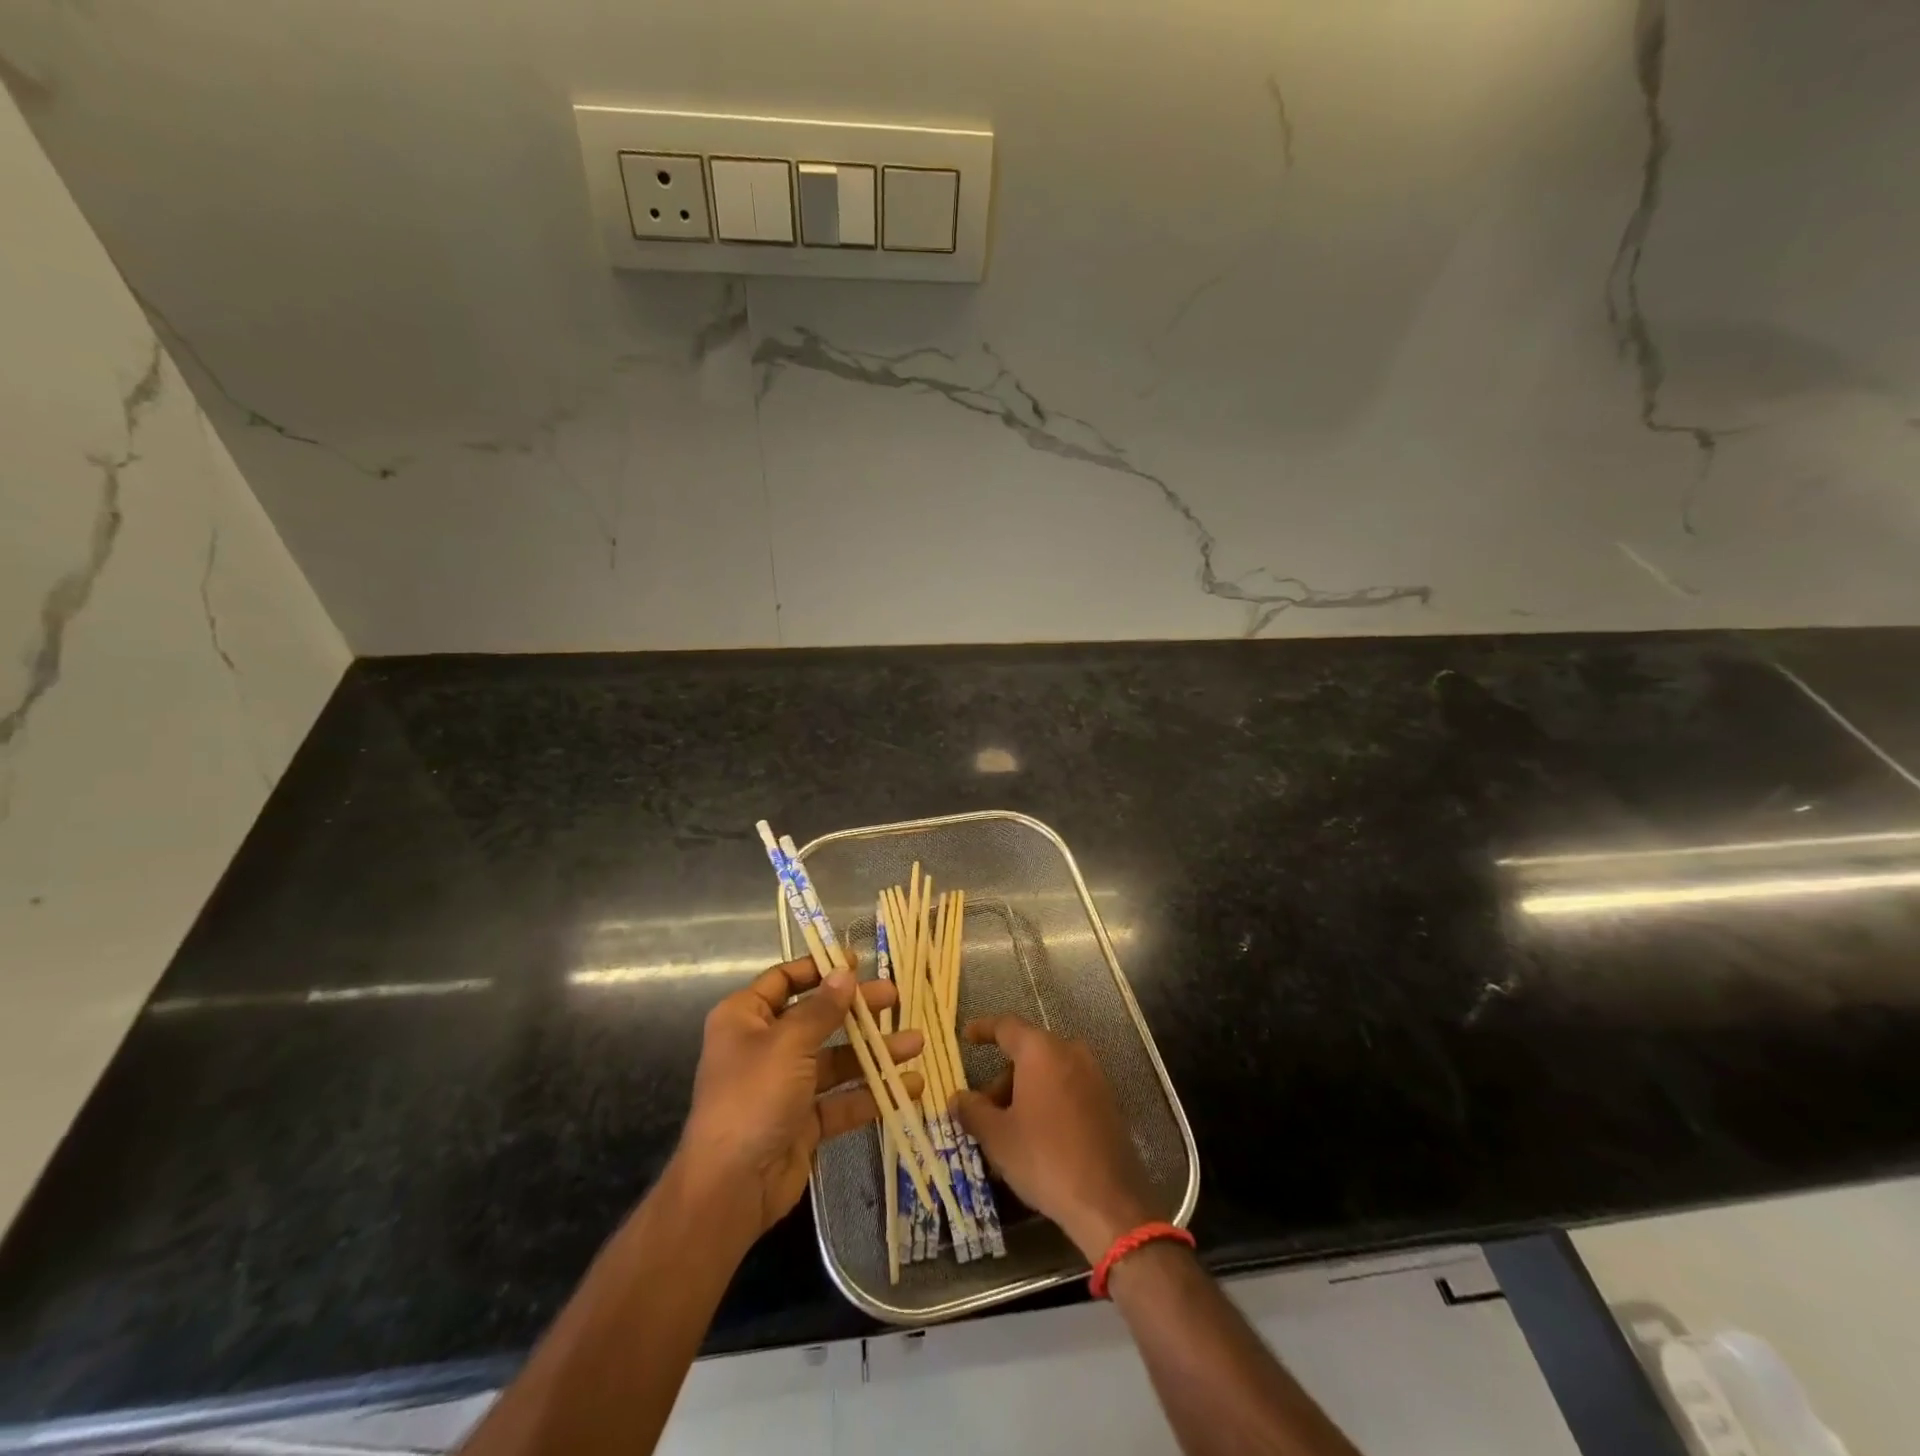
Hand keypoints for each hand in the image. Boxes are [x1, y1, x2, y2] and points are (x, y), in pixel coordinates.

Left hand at [675, 956, 923, 1240]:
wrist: (731, 1188)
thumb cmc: (754, 1097)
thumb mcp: (789, 1043)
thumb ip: (822, 1008)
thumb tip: (845, 973)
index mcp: (745, 1019)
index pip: (783, 980)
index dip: (818, 969)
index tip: (855, 963)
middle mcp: (764, 1047)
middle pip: (817, 1018)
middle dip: (857, 1009)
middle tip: (895, 997)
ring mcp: (785, 1086)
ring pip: (836, 1060)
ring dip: (874, 1052)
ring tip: (916, 1043)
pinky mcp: (803, 1122)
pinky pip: (841, 1100)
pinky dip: (871, 1094)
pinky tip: (908, 1087)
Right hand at [951, 1015, 1156, 1260]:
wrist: (1109, 1201)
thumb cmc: (1045, 1157)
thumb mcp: (997, 1136)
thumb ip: (973, 1111)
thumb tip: (958, 1098)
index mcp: (1041, 1050)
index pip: (1006, 1027)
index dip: (983, 1030)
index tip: (966, 1036)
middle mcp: (1070, 1052)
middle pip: (1027, 1054)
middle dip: (1001, 1080)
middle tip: (982, 1111)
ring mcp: (1093, 1076)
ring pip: (1047, 1074)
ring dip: (1023, 1095)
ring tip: (1005, 1134)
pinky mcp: (1107, 1101)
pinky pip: (1066, 1090)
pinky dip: (1046, 1103)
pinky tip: (1034, 1139)